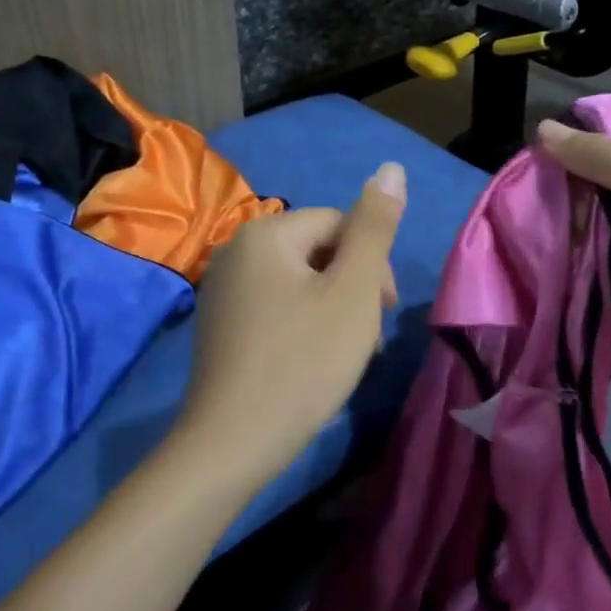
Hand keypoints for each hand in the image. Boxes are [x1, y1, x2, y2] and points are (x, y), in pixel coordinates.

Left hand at [178, 162, 406, 485]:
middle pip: (318, 250)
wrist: (232, 443)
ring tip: (343, 353)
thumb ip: (375, 227)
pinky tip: (311, 361)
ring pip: (300, 281)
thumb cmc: (303, 362)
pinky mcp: (220, 323)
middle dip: (352, 286)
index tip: (384, 311)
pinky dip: (302, 324)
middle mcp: (236, 249)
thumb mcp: (353, 291)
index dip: (372, 264)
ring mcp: (222, 288)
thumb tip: (391, 167)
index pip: (340, 224)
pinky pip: (275, 305)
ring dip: (332, 308)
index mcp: (266, 232)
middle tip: (365, 336)